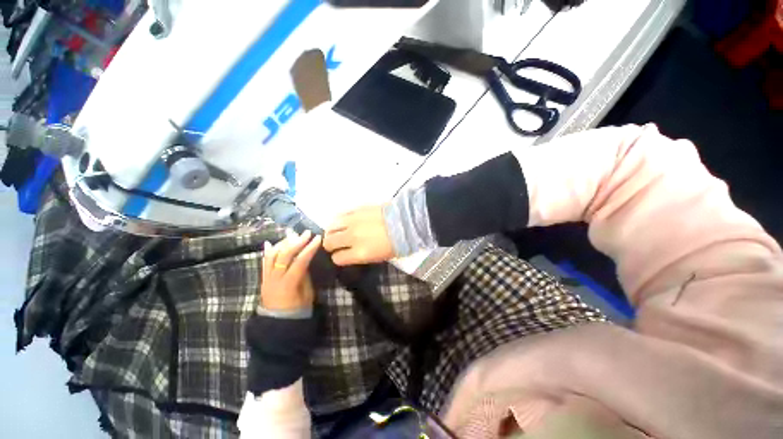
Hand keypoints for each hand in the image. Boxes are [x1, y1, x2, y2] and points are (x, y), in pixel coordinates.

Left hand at [261, 230, 321, 310]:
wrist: (277, 323)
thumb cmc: (298, 309)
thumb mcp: (307, 293)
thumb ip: (305, 276)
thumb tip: (305, 259)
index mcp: (288, 284)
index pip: (299, 262)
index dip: (309, 249)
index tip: (317, 238)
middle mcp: (274, 279)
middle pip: (284, 255)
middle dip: (296, 242)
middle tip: (306, 233)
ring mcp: (266, 278)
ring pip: (272, 256)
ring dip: (283, 243)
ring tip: (293, 235)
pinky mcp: (263, 278)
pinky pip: (264, 262)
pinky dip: (268, 251)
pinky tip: (271, 243)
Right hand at [323, 206, 394, 265]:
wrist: (406, 222)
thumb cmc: (396, 244)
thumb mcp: (379, 257)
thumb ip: (360, 255)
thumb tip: (351, 252)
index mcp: (359, 253)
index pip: (338, 258)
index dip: (339, 258)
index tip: (342, 255)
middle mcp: (352, 237)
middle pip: (329, 242)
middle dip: (330, 245)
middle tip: (336, 244)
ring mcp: (353, 222)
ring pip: (331, 227)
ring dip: (332, 231)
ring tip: (337, 231)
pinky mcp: (357, 209)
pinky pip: (340, 214)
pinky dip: (339, 220)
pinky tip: (344, 221)